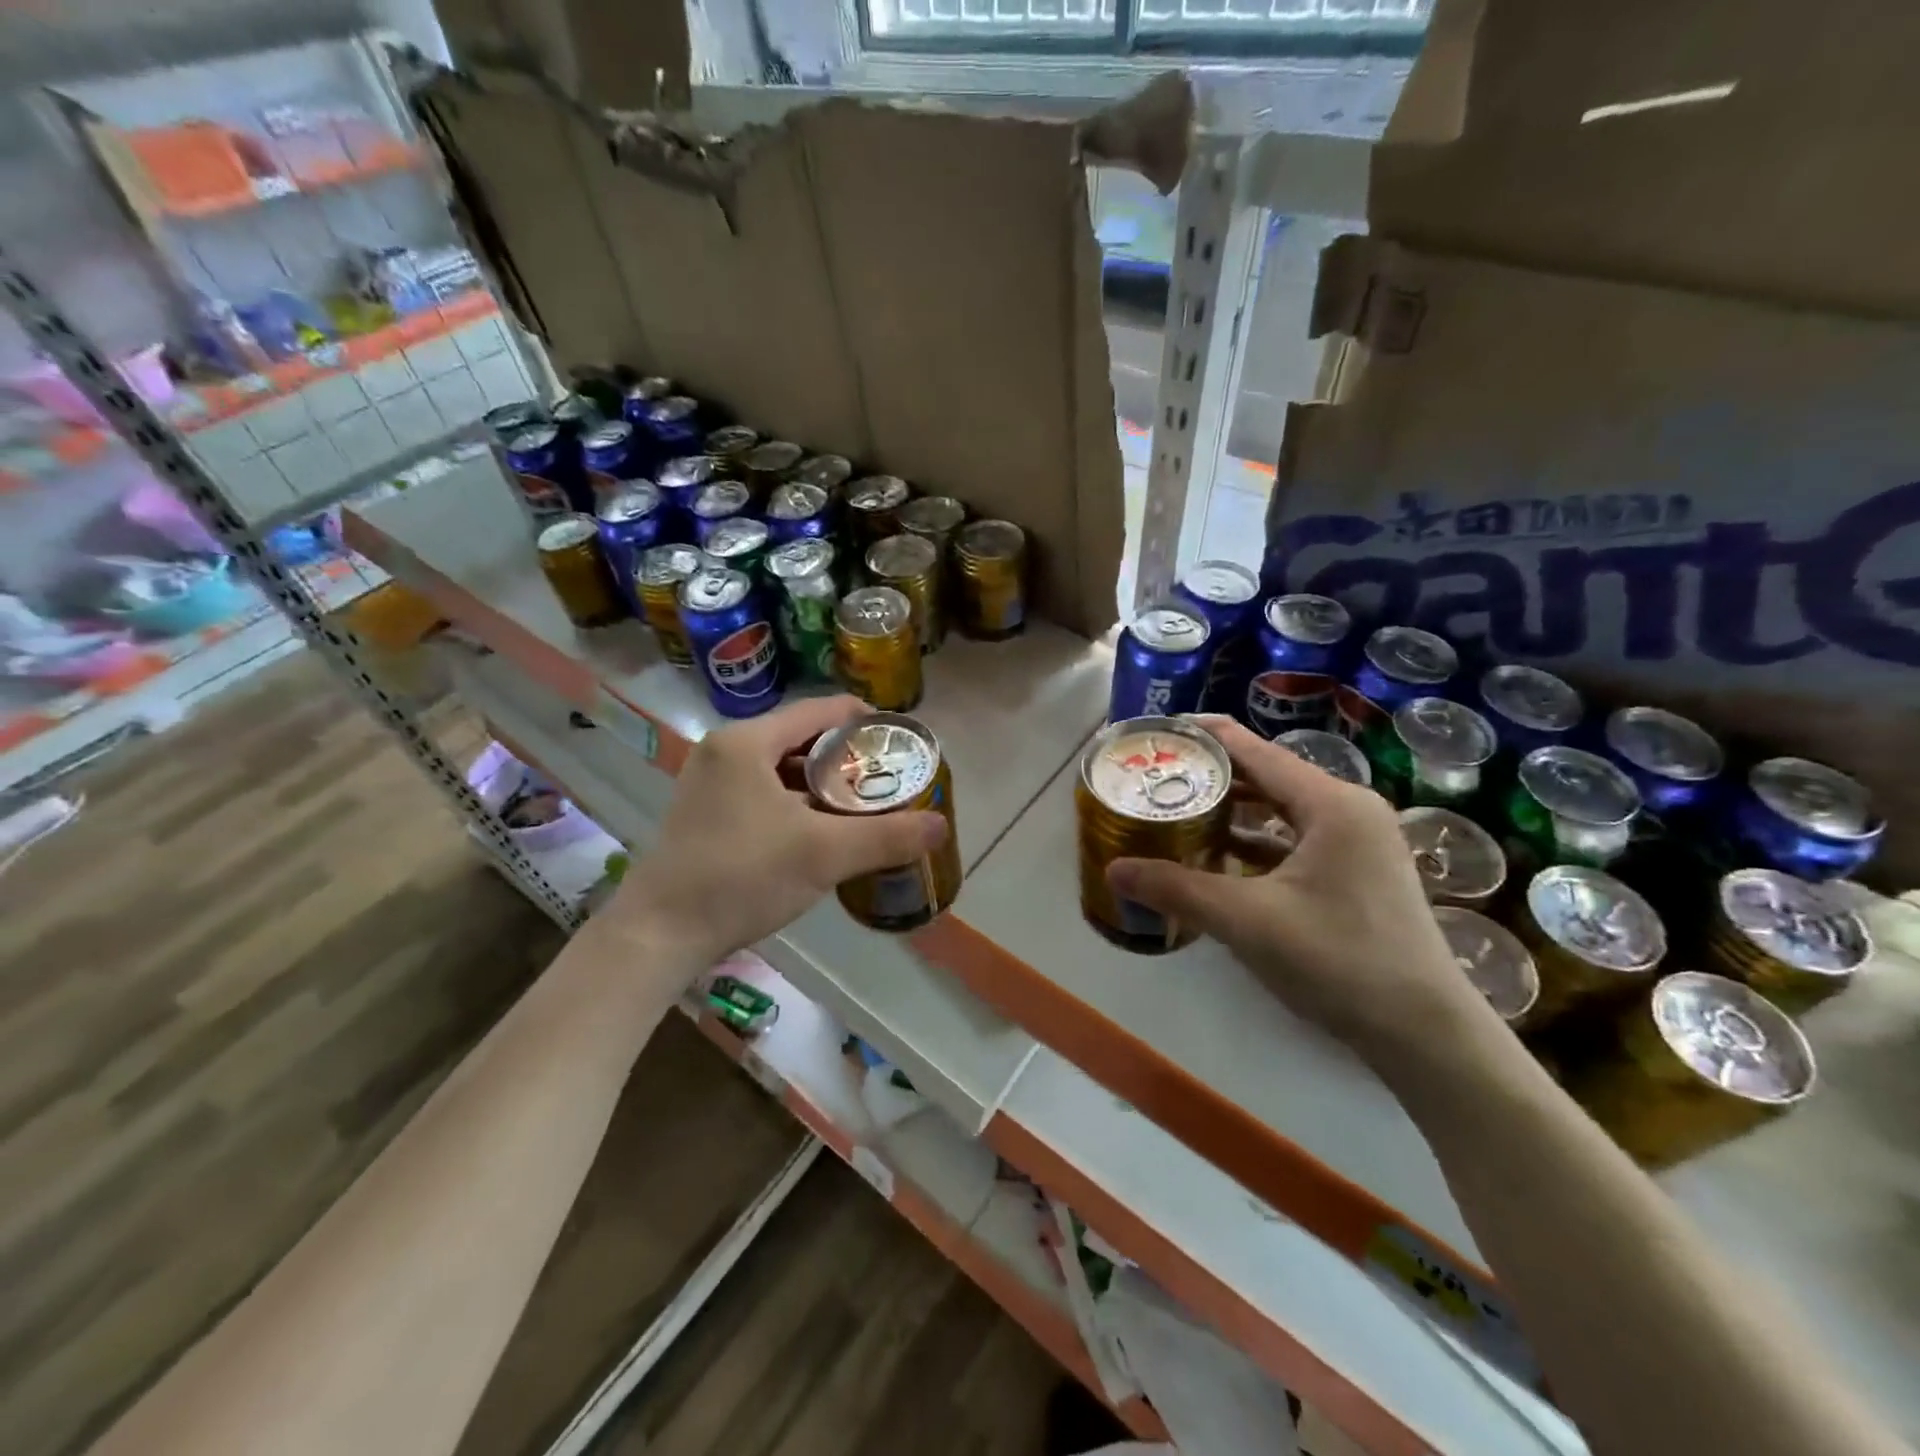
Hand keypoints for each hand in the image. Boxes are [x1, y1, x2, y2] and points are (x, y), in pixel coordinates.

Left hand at [606, 696, 947, 966]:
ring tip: (863, 806)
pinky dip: (797, 804)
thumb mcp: (823, 854)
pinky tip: (821, 833)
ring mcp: (709, 783)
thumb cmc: (741, 877)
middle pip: (801, 739)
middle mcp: (724, 751)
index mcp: (747, 742)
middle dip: (847, 760)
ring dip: (822, 785)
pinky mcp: (705, 814)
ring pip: (781, 769)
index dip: (865, 721)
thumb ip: (886, 836)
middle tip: (888, 781)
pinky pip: (763, 794)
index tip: (900, 742)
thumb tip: (941, 826)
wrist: (658, 934)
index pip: (821, 711)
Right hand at [1107, 717, 1499, 1072]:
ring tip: (1179, 808)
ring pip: (1283, 810)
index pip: (1256, 750)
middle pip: (1269, 776)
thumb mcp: (1247, 921)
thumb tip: (1113, 870)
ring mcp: (1358, 842)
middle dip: (1214, 775)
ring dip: (1235, 810)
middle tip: (1159, 775)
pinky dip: (1258, 841)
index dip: (1206, 736)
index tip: (1161, 732)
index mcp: (1331, 803)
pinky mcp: (1358, 873)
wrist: (1423, 1034)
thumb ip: (1176, 889)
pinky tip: (1219, 854)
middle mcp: (1349, 810)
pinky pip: (1296, 839)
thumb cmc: (1338, 961)